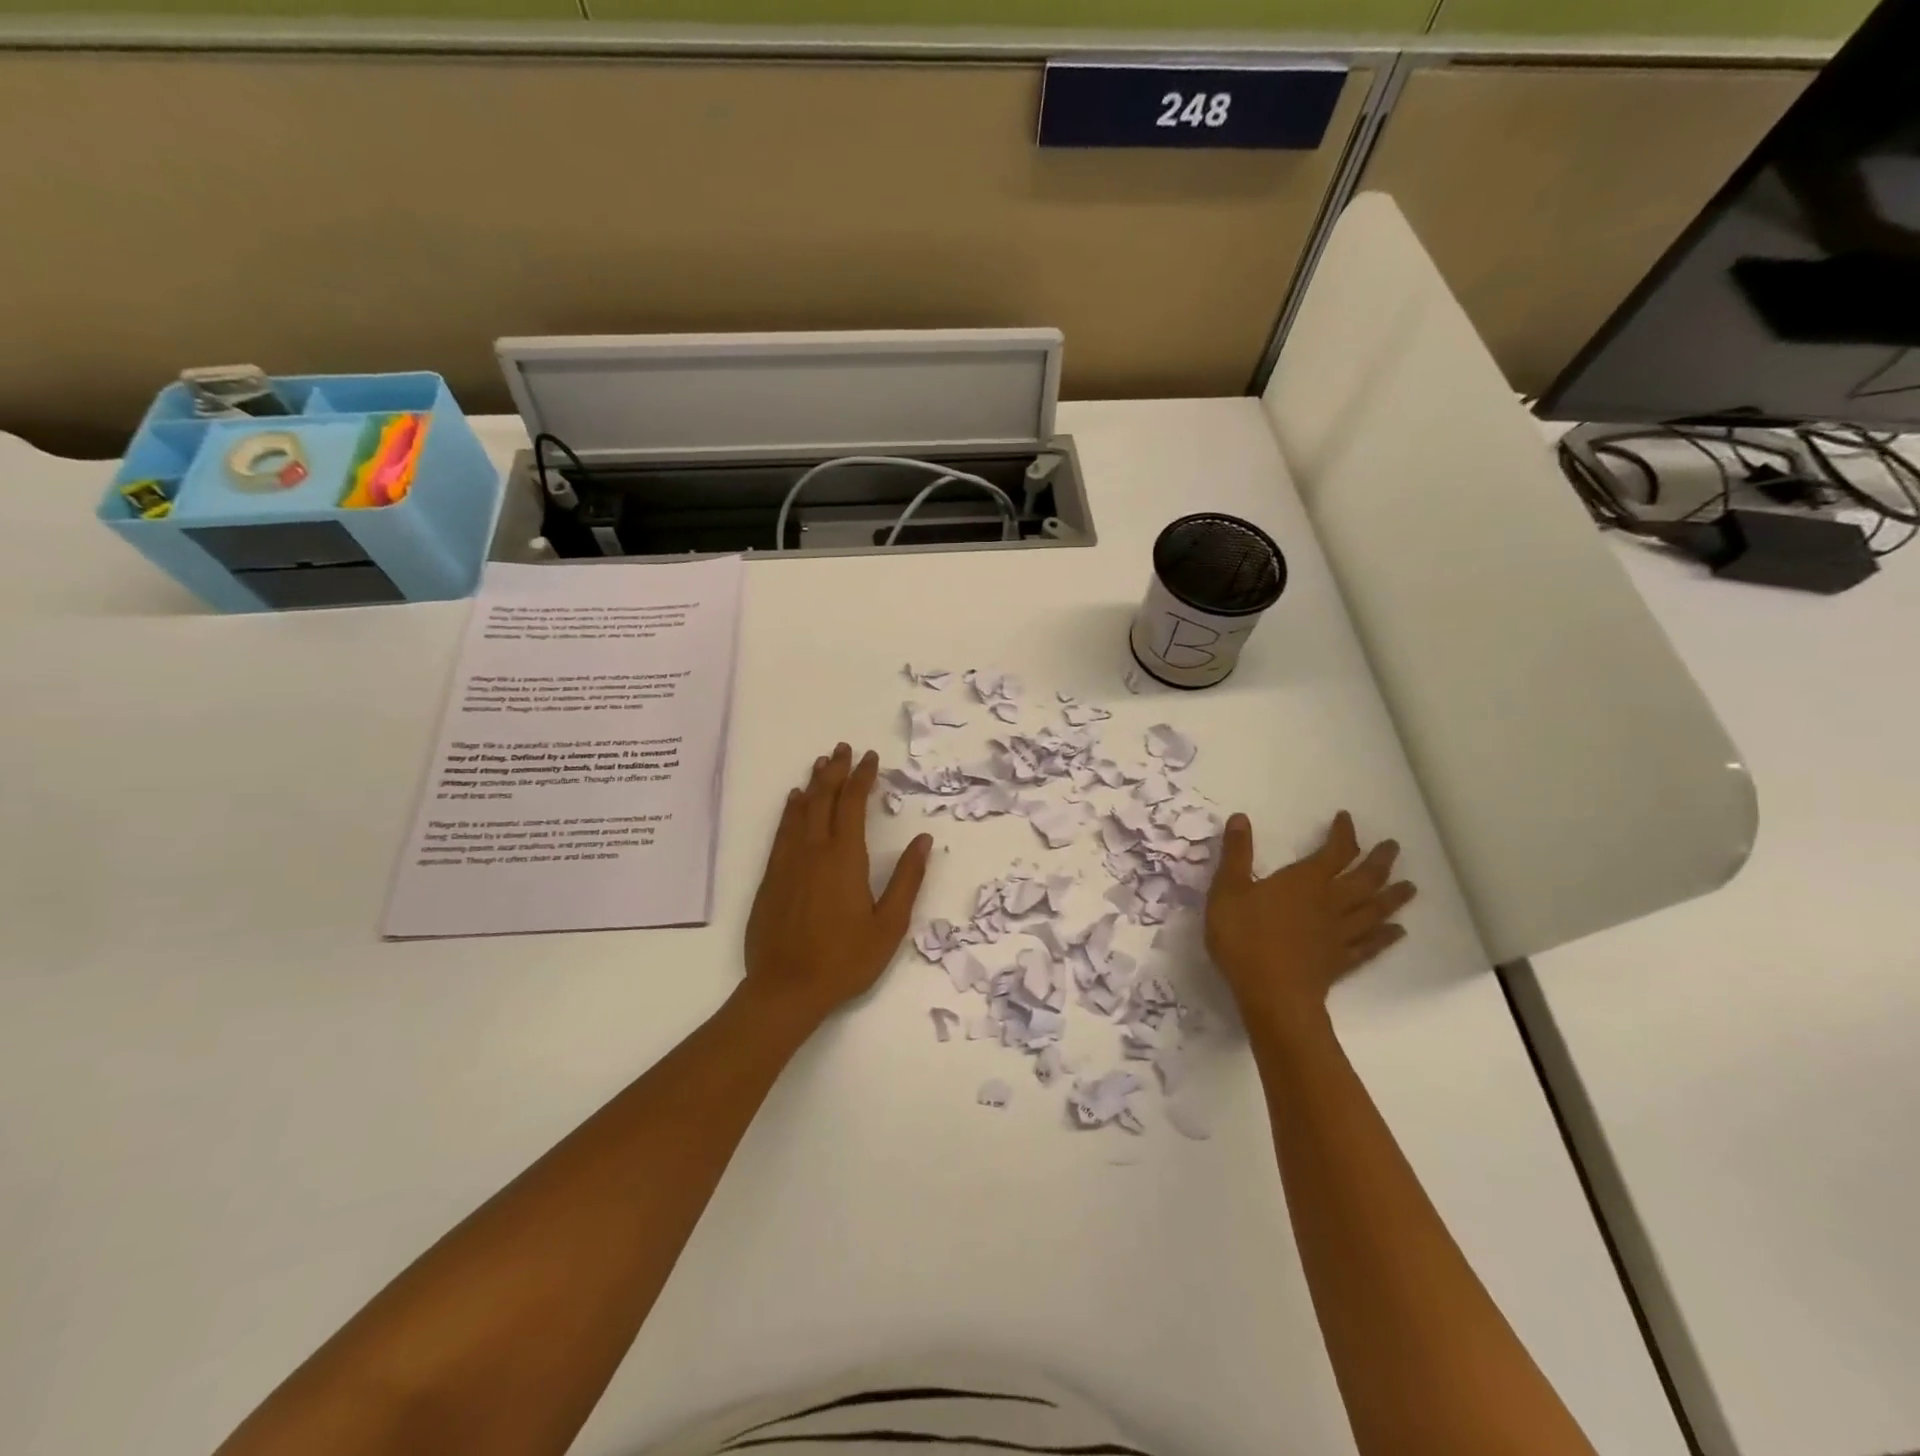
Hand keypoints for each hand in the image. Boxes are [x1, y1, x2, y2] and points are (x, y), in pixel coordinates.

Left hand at [743, 743, 934, 1024]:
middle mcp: (814, 851)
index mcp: (845, 858)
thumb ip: (907, 879)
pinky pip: (782, 831)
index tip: (871, 757)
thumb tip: (924, 841)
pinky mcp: (771, 877)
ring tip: (822, 764)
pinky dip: (790, 811)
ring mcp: (788, 862)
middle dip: (836, 771)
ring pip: (800, 811)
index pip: (854, 804)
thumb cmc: (844, 960)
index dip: (863, 777)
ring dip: (812, 784)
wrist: (785, 989)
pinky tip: (793, 802)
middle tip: (844, 748)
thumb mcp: (889, 925)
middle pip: (824, 799)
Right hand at [1205, 810, 1416, 1028]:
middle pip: (1364, 878)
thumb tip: (1240, 817)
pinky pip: (1369, 945)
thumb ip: (1237, 854)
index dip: (1343, 834)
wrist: (1271, 993)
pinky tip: (1397, 932)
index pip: (1334, 851)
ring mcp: (1339, 934)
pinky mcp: (1340, 961)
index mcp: (1305, 881)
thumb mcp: (1228, 890)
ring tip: (1410, 887)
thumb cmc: (1245, 937)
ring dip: (1392, 897)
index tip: (1346, 818)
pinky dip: (1385, 937)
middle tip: (1394, 847)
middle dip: (1379, 861)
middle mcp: (1330, 902)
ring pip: (1373, 910)